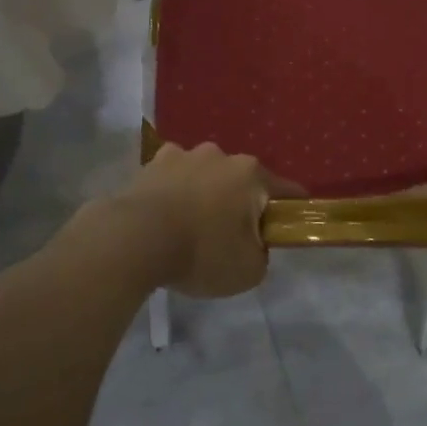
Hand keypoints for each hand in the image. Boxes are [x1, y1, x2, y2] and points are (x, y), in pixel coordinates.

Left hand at [111, 143, 303, 297]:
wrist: (134, 239)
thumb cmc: (201, 252)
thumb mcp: (249, 270)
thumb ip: (261, 254)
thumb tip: (254, 244)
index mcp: (251, 174)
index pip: (286, 190)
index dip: (292, 210)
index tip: (288, 228)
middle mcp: (220, 155)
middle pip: (241, 181)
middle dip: (241, 203)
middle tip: (231, 237)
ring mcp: (183, 155)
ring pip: (205, 175)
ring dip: (205, 194)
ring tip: (191, 226)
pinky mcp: (151, 163)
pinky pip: (173, 178)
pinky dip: (174, 193)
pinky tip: (165, 217)